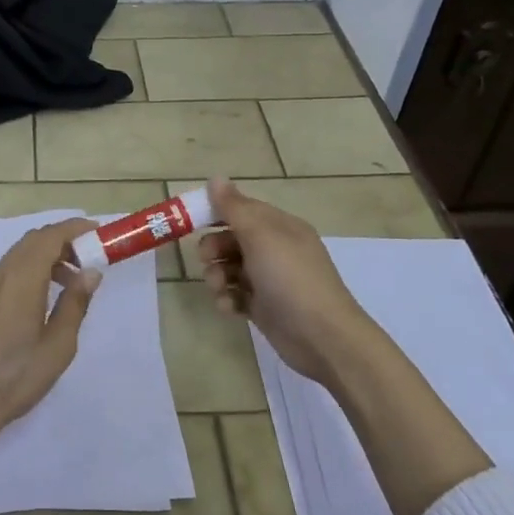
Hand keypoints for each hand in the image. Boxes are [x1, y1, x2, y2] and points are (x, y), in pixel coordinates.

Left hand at [0, 218, 102, 453]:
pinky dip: (31, 270)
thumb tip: (90, 272)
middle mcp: (0, 273)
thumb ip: (75, 304)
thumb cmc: (14, 375)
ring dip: (47, 257)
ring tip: (72, 281)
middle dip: (63, 241)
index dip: (75, 229)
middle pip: (33, 241)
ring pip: (20, 256)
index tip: (99, 232)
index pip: (50, 236)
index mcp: (21, 277)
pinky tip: (44, 298)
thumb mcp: (57, 345)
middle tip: (90, 257)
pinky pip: (9, 271)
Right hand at [197, 177, 372, 386]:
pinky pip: (236, 295)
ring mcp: (270, 280)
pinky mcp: (265, 307)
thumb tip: (216, 177)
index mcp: (280, 227)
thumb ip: (234, 207)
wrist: (322, 336)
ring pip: (230, 268)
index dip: (216, 212)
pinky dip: (228, 299)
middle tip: (206, 258)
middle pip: (232, 239)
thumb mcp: (261, 236)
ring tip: (218, 288)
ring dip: (217, 275)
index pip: (242, 209)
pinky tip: (229, 306)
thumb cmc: (290, 278)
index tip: (190, 220)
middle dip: (214, 247)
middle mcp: (275, 249)